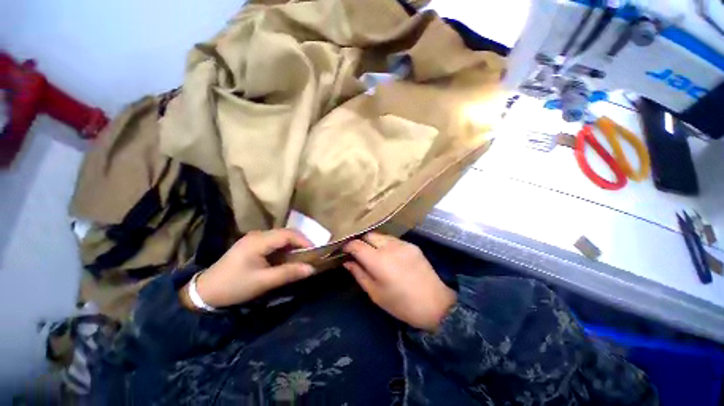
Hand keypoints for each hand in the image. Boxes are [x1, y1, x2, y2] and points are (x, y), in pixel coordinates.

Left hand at [181, 229, 314, 308]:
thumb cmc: (234, 286)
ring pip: (280, 237)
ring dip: (292, 246)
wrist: (205, 292)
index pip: (288, 234)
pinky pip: (274, 242)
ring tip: (301, 258)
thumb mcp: (263, 282)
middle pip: (286, 233)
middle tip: (309, 256)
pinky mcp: (252, 245)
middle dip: (300, 243)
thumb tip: (311, 269)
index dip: (304, 241)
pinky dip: (284, 249)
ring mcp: (254, 239)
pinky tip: (286, 258)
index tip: (314, 253)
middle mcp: (257, 235)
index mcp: (259, 241)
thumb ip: (288, 273)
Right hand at [342, 233, 455, 331]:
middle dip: (360, 241)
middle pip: (368, 235)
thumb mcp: (375, 293)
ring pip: (380, 235)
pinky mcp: (411, 244)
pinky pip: (393, 239)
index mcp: (378, 260)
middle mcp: (389, 246)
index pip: (357, 244)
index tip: (344, 250)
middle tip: (358, 253)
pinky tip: (389, 255)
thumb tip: (347, 262)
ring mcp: (402, 243)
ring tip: (373, 254)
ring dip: (373, 241)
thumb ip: (359, 274)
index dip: (348, 246)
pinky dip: (385, 244)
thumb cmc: (401, 304)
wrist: (434, 303)